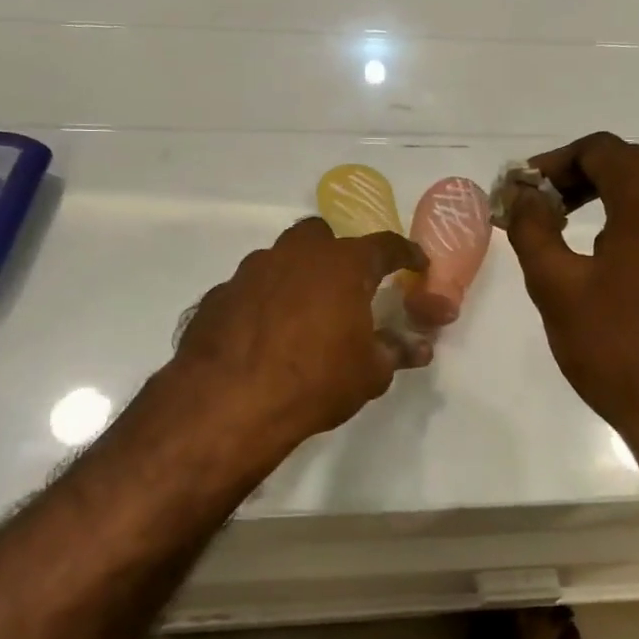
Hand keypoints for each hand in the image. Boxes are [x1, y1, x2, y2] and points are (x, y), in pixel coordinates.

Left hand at [173, 218, 429, 452]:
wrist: (229, 402)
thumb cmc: (315, 381)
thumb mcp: (369, 373)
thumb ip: (395, 352)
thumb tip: (420, 347)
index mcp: (342, 264)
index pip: (384, 246)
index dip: (404, 253)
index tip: (416, 263)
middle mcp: (296, 254)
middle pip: (321, 235)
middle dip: (336, 253)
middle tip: (346, 286)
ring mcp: (251, 270)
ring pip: (280, 258)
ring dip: (295, 276)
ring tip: (301, 313)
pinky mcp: (219, 293)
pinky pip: (249, 288)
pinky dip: (262, 301)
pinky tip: (262, 333)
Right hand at [504, 132, 638, 455]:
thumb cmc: (619, 348)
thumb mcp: (557, 287)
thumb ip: (533, 230)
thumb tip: (525, 197)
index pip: (602, 150)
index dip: (555, 162)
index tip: (524, 189)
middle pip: (633, 164)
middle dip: (582, 176)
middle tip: (542, 206)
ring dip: (612, 197)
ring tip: (570, 230)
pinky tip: (612, 260)